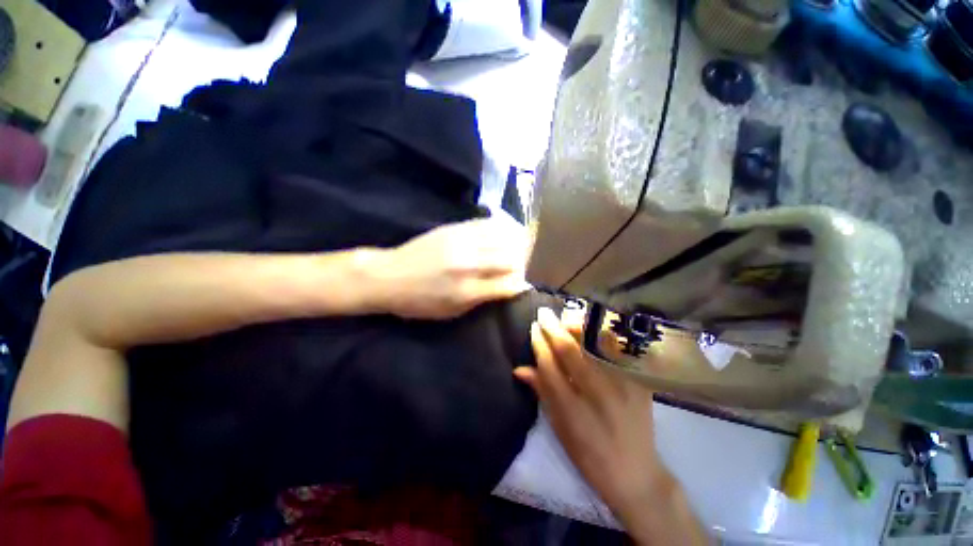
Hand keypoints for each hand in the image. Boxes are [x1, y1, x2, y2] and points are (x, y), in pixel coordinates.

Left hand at [372, 219, 530, 319]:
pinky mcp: (454, 228)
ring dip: (514, 244)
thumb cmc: (418, 302)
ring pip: (503, 238)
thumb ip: (481, 300)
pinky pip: (487, 224)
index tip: (522, 285)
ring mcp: (462, 242)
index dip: (520, 285)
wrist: (388, 276)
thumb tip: (505, 290)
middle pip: (511, 258)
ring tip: (517, 248)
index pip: (509, 284)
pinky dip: (501, 228)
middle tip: (520, 267)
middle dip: (521, 264)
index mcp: (467, 291)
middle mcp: (468, 264)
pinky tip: (504, 233)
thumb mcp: (451, 312)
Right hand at [514, 308, 667, 524]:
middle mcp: (597, 394)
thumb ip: (541, 393)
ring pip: (594, 345)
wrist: (635, 473)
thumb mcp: (559, 428)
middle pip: (569, 350)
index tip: (534, 328)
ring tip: (566, 316)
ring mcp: (621, 386)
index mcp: (572, 409)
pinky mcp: (638, 384)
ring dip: (577, 327)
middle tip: (544, 313)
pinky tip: (593, 327)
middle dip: (553, 327)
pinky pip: (617, 352)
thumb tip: (519, 368)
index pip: (549, 365)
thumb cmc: (589, 455)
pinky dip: (602, 337)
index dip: (539, 343)